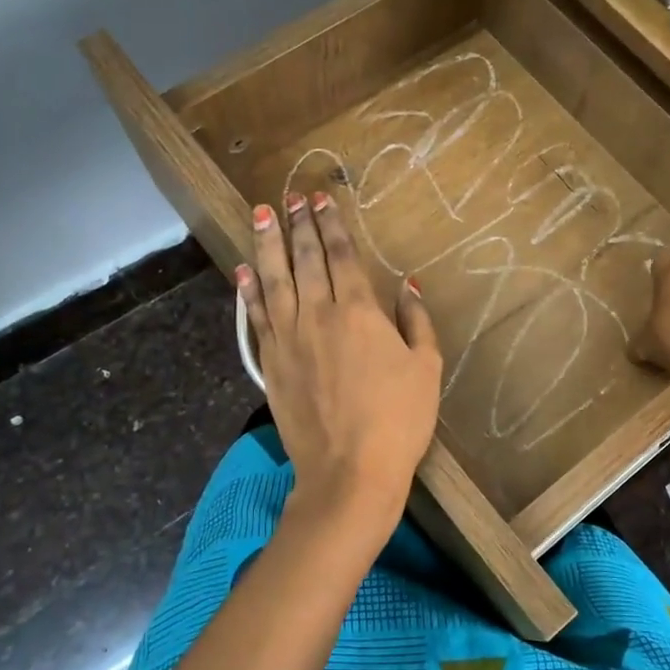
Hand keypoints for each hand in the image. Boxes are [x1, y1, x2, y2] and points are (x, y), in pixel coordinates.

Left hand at [238, 192, 441, 530]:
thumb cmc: (399, 420)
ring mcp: (289, 338)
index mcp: (359, 311)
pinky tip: (243, 271)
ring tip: (262, 215)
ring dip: (268, 245)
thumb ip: (416, 321)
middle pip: (306, 259)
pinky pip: (256, 317)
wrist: (349, 472)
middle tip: (292, 197)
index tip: (322, 199)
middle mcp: (318, 314)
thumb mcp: (426, 368)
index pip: (342, 255)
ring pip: (274, 280)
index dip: (332, 224)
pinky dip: (248, 291)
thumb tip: (408, 284)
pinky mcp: (271, 363)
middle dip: (299, 225)